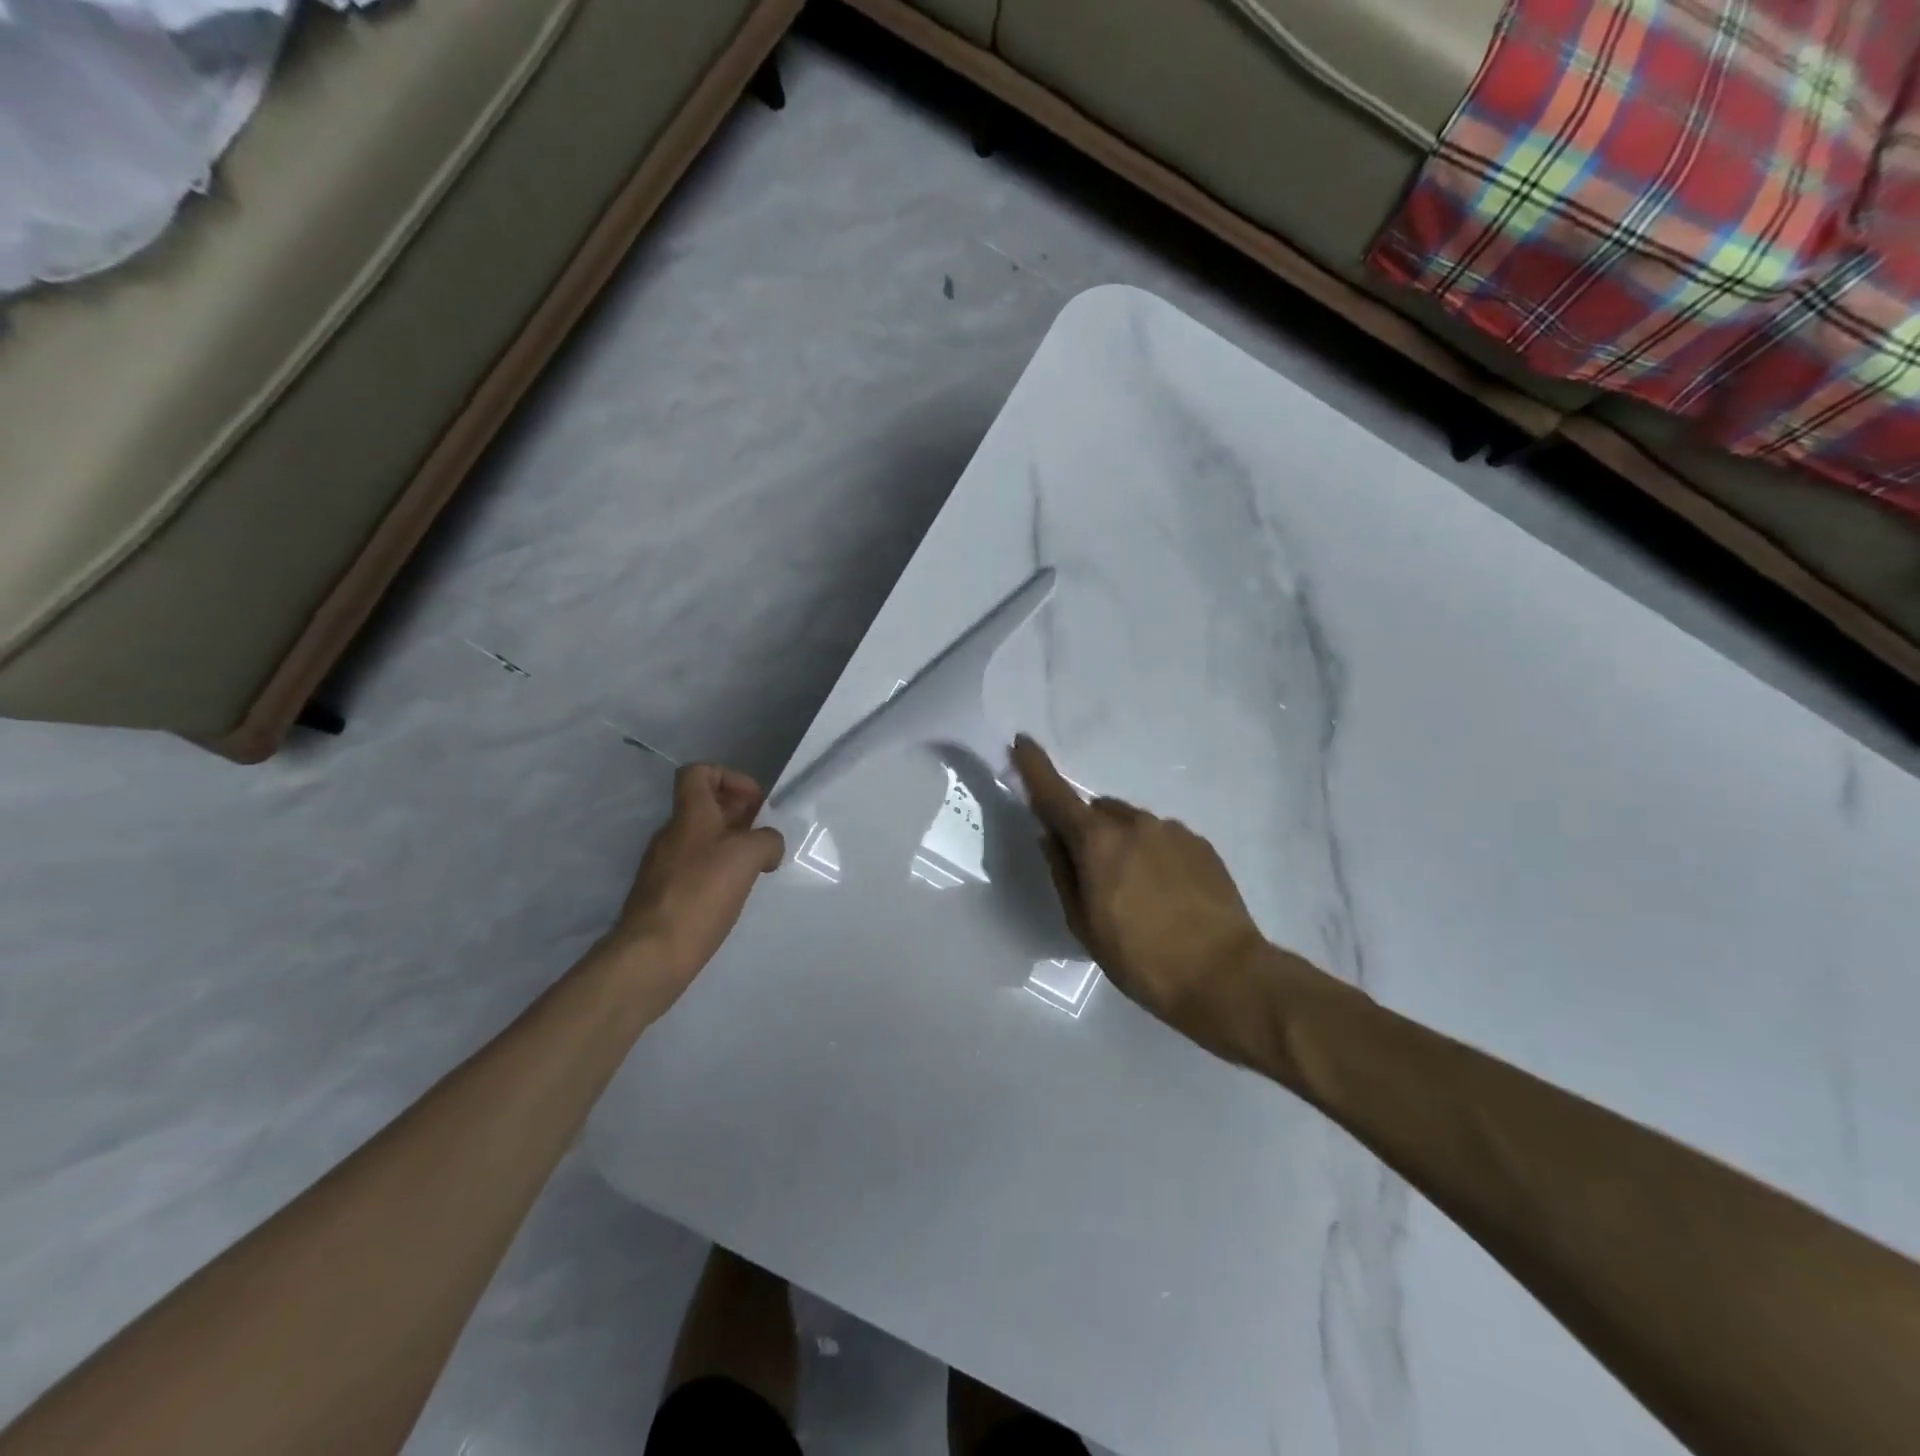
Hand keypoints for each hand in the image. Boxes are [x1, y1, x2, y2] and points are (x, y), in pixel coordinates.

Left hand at [610, 764, 785, 997]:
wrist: (652, 953)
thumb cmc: (701, 893)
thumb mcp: (748, 856)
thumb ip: (767, 840)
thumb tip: (769, 846)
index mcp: (690, 815)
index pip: (699, 773)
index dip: (730, 777)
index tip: (755, 802)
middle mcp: (672, 834)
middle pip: (705, 807)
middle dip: (739, 814)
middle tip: (765, 836)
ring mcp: (664, 865)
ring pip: (702, 839)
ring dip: (731, 845)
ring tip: (756, 867)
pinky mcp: (664, 895)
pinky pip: (696, 869)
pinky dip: (718, 872)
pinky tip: (735, 894)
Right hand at [1012, 735, 1299, 1058]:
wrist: (1225, 975)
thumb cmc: (1141, 959)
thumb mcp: (1085, 925)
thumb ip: (1063, 874)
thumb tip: (1050, 837)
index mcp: (1098, 842)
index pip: (1056, 794)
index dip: (1034, 767)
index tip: (1022, 742)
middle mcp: (1135, 823)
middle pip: (1097, 811)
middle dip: (1087, 831)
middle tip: (1094, 876)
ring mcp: (1173, 830)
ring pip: (1132, 824)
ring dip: (1122, 844)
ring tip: (1136, 892)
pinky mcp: (1201, 844)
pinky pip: (1162, 838)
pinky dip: (1153, 854)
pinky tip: (1165, 893)